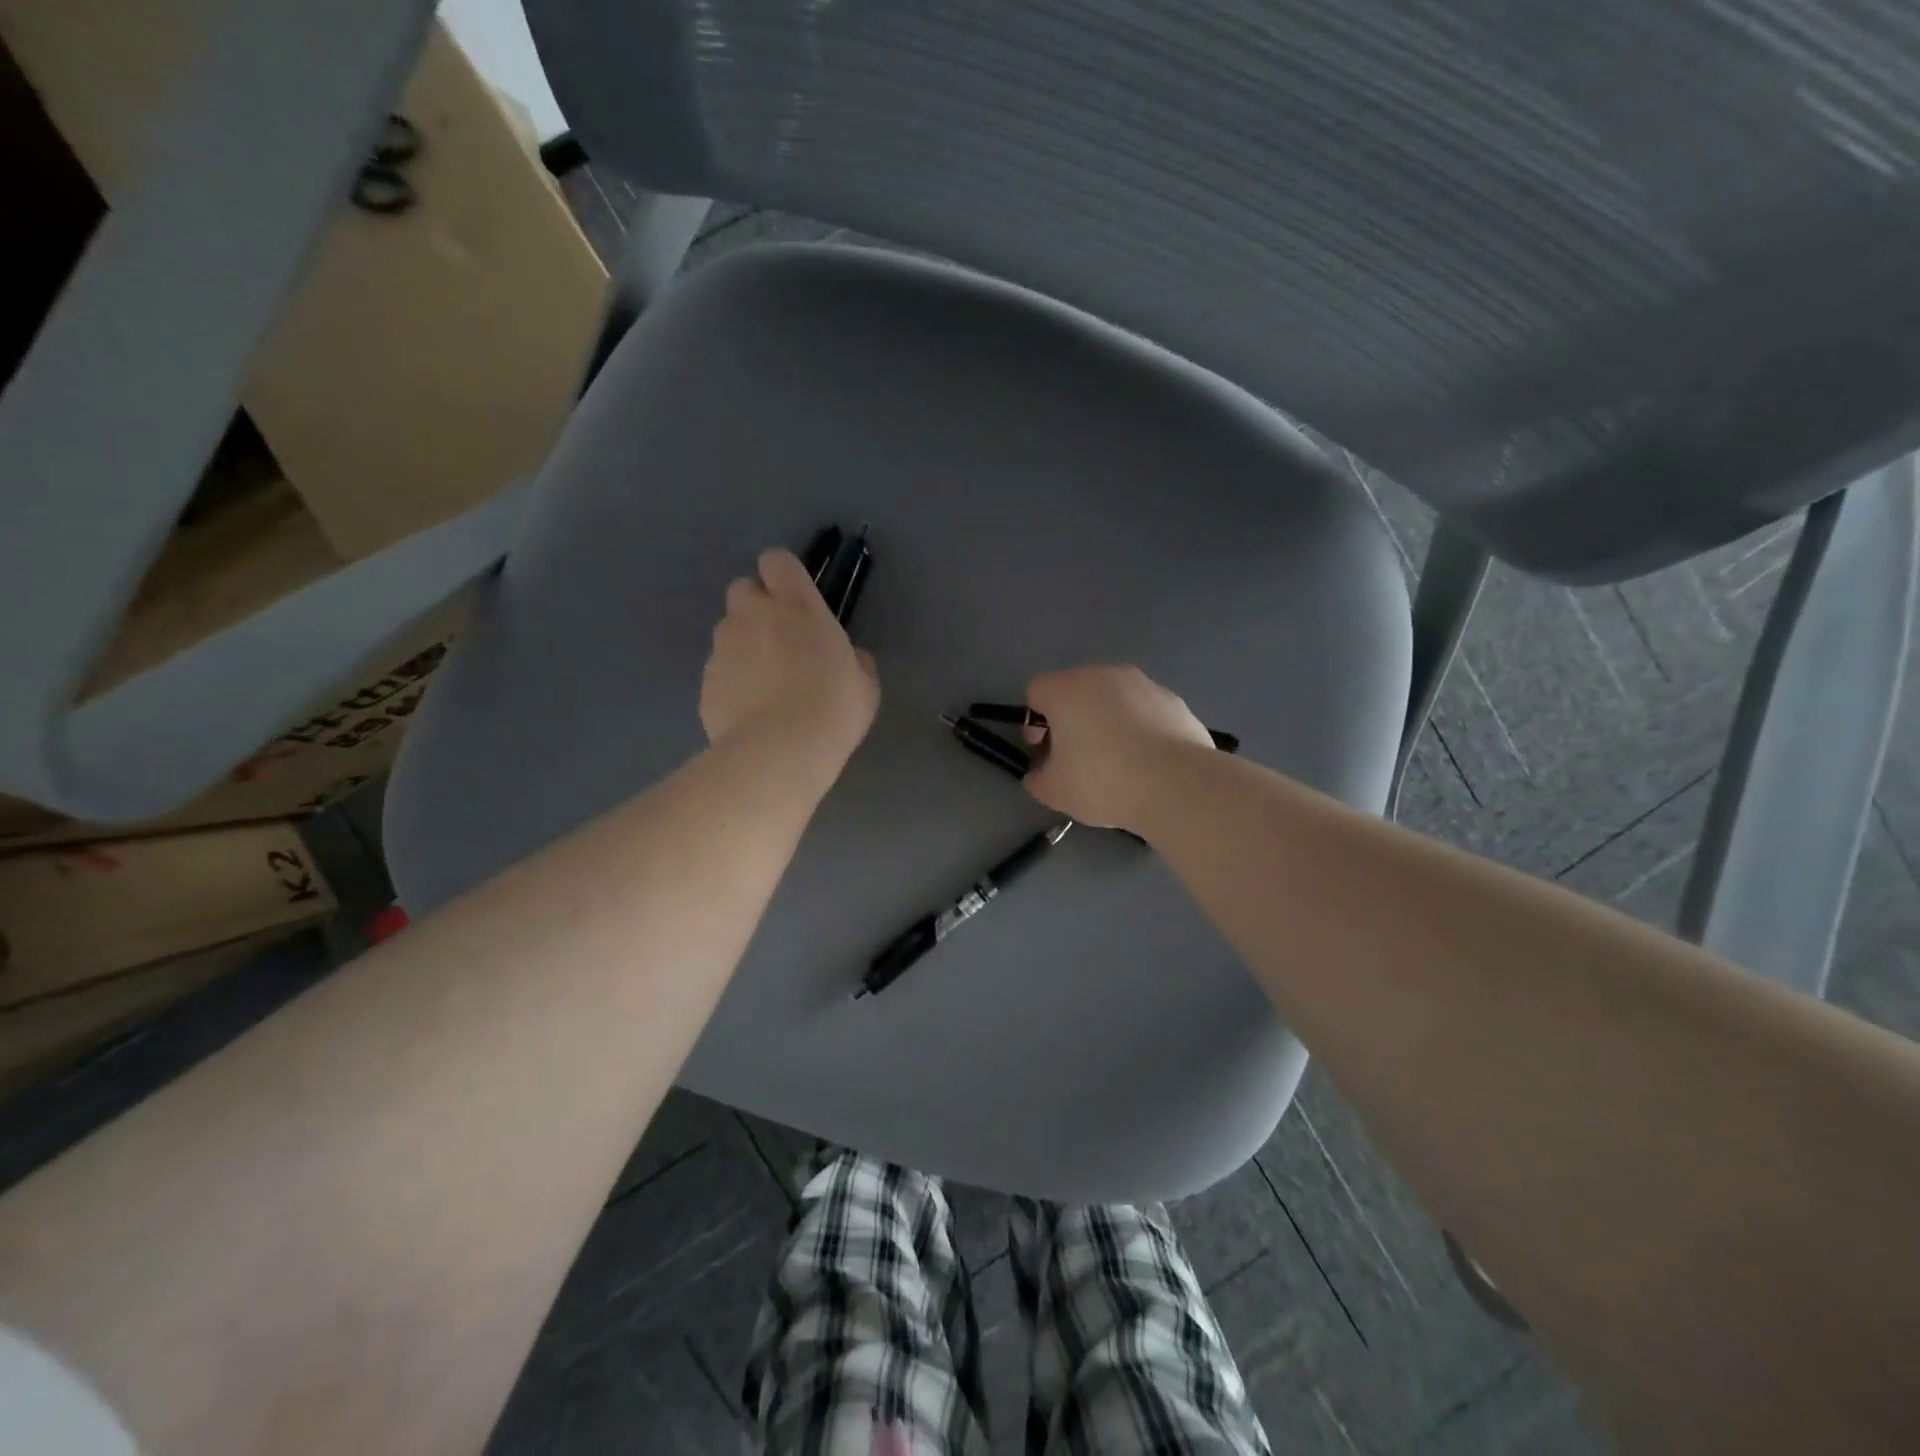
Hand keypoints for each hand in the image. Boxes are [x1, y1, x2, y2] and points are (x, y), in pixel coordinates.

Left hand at [701, 549, 879, 766]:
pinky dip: (732, 682)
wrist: (779, 752)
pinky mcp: (706, 681)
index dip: (783, 575)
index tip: (795, 598)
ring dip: (743, 645)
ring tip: (765, 684)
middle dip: (757, 607)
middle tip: (779, 641)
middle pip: (743, 589)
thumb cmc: (833, 709)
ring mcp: (723, 648)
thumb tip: (852, 658)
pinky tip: (750, 711)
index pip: (777, 561)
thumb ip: (855, 661)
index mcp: (797, 606)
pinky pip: (719, 671)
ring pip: (728, 631)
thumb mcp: (865, 685)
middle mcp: (753, 616)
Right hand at [1021, 665, 1212, 830]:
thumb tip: (1039, 774)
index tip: (1044, 751)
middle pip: (1075, 691)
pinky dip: (1139, 728)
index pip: (1036, 691)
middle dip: (1071, 719)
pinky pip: (1144, 710)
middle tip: (1077, 758)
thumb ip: (1037, 778)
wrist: (1177, 784)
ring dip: (1107, 721)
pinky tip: (1147, 762)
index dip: (1034, 722)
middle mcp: (1103, 675)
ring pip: (1113, 698)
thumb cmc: (1103, 781)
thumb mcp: (1054, 792)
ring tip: (1117, 762)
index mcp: (1066, 689)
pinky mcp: (1174, 700)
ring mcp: (1143, 683)